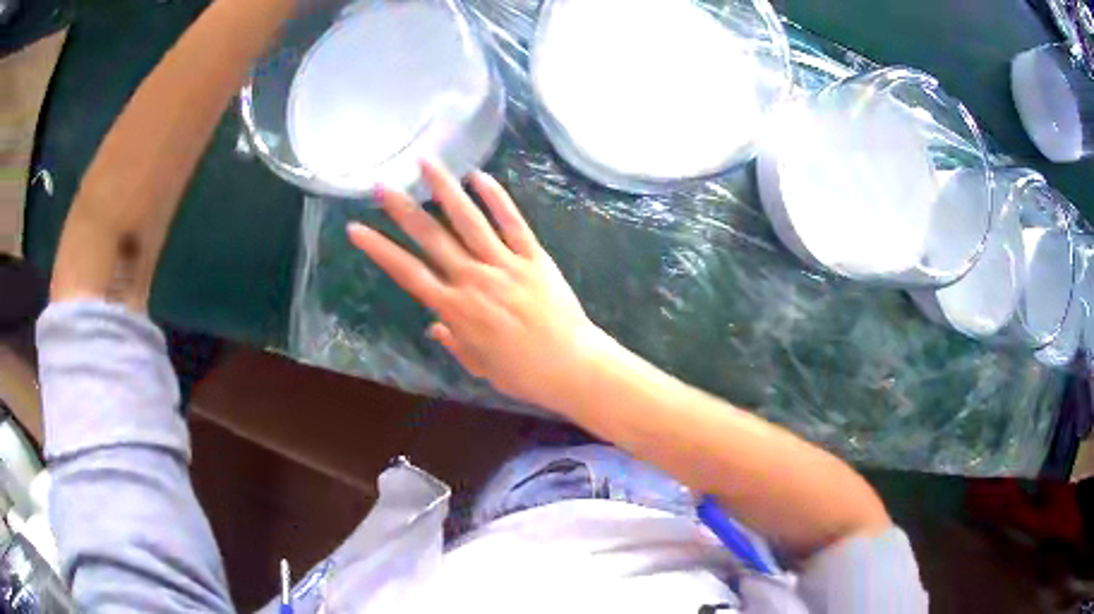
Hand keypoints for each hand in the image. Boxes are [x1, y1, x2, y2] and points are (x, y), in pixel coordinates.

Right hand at [347, 161, 611, 409]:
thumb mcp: (478, 365)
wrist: (570, 367)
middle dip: (402, 210)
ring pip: (468, 221)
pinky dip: (496, 198)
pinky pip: (512, 223)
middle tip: (381, 185)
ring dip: (444, 190)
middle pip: (431, 238)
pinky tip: (478, 176)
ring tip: (426, 163)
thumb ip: (453, 342)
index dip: (379, 250)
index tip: (356, 229)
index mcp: (455, 309)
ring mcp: (505, 265)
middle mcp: (473, 279)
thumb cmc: (521, 373)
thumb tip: (433, 326)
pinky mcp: (534, 257)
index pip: (407, 272)